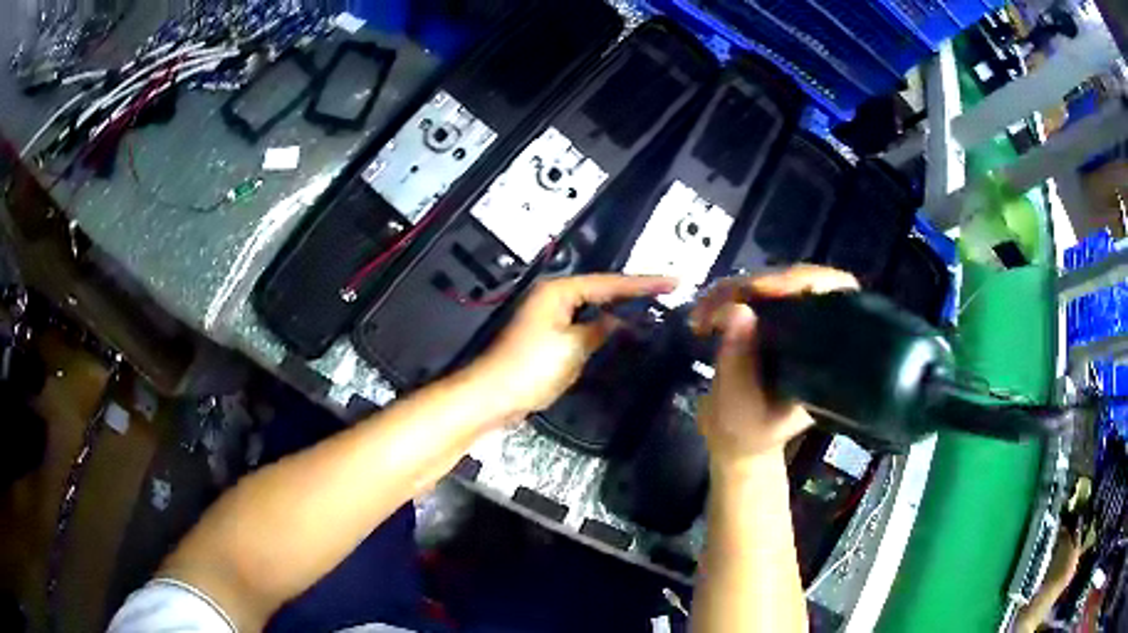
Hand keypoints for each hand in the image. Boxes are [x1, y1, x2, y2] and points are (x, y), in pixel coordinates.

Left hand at [470, 274, 676, 420]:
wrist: (494, 396)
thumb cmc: (530, 368)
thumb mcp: (573, 347)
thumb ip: (600, 330)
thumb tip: (620, 322)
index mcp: (559, 291)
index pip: (610, 283)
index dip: (643, 284)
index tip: (673, 281)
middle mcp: (554, 297)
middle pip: (602, 290)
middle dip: (633, 293)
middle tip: (668, 292)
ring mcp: (551, 316)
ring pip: (594, 307)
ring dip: (620, 309)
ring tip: (654, 308)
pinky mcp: (550, 336)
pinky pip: (585, 324)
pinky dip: (604, 327)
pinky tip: (622, 332)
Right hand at [690, 265, 858, 473]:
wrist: (735, 441)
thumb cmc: (747, 433)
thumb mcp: (739, 408)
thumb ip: (738, 365)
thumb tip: (737, 310)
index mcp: (830, 357)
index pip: (837, 296)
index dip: (807, 281)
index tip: (767, 289)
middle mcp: (819, 331)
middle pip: (800, 280)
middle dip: (756, 285)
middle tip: (719, 303)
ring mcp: (794, 321)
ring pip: (771, 281)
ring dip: (732, 290)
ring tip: (702, 315)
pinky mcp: (769, 317)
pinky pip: (751, 292)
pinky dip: (724, 297)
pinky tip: (704, 313)